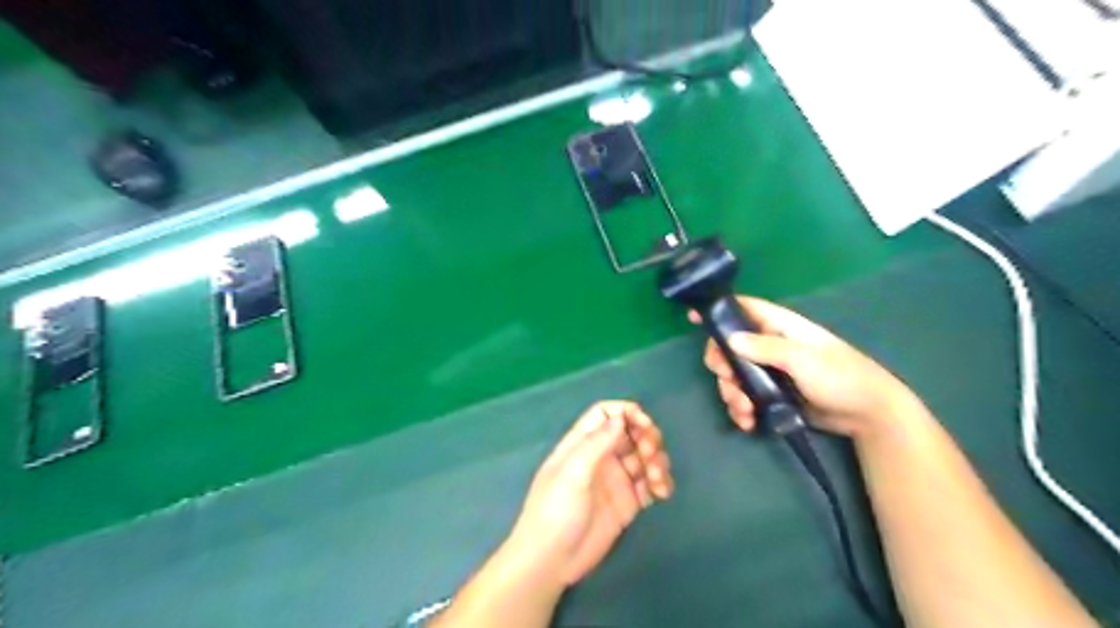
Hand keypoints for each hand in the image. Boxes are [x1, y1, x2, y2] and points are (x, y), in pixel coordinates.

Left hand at [509, 400, 671, 584]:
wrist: (551, 560)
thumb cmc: (555, 510)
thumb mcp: (572, 473)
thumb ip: (596, 443)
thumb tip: (620, 417)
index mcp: (582, 444)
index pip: (605, 414)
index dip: (626, 412)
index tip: (644, 424)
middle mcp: (601, 457)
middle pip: (630, 433)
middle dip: (647, 437)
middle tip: (650, 453)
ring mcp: (615, 480)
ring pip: (644, 457)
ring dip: (657, 461)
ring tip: (657, 479)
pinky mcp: (627, 503)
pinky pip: (650, 484)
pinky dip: (660, 483)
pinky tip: (662, 492)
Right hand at [693, 297, 928, 438]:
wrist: (867, 414)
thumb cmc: (840, 376)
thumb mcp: (802, 359)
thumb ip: (766, 347)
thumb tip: (729, 339)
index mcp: (779, 326)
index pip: (744, 308)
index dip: (719, 310)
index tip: (693, 317)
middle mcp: (770, 345)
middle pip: (730, 346)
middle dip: (723, 366)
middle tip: (728, 380)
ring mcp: (769, 371)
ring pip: (734, 376)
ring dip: (731, 394)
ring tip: (744, 412)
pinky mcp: (772, 394)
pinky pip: (745, 396)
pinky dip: (741, 409)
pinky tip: (748, 422)